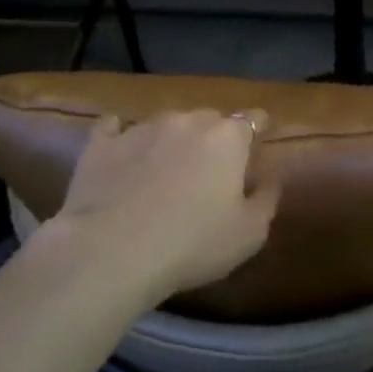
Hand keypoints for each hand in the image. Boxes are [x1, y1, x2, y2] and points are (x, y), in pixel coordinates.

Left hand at [31, 110, 280, 302]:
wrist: (112, 253)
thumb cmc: (193, 244)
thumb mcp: (250, 233)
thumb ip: (267, 198)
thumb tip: (271, 177)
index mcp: (228, 137)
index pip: (254, 118)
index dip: (258, 130)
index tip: (257, 147)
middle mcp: (187, 121)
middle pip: (209, 119)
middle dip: (214, 137)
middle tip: (210, 168)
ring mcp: (141, 128)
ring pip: (166, 123)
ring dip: (172, 139)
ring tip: (165, 168)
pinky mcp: (101, 144)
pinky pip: (113, 128)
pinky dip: (121, 135)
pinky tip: (120, 148)